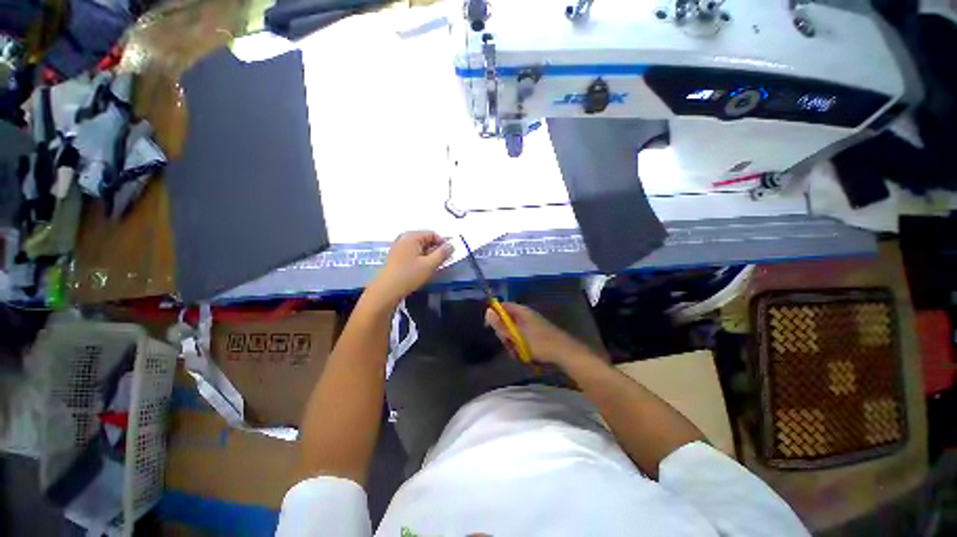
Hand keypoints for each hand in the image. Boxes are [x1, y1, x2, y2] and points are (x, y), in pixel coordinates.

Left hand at [364, 231, 452, 309]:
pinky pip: (412, 253)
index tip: (448, 256)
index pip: (433, 234)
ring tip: (431, 267)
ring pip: (419, 247)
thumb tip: (452, 245)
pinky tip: (421, 269)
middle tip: (441, 263)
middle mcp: (404, 238)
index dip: (443, 243)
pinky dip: (419, 259)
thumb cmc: (409, 275)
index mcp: (412, 236)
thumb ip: (443, 253)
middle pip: (426, 239)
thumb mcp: (430, 265)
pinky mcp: (395, 257)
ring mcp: (398, 247)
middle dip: (435, 250)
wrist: (386, 290)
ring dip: (428, 255)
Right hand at [485, 302, 595, 367]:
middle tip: (509, 343)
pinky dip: (520, 345)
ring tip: (518, 352)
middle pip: (507, 320)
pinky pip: (522, 337)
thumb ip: (501, 324)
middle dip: (505, 334)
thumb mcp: (517, 335)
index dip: (494, 314)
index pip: (502, 306)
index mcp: (521, 311)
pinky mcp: (536, 333)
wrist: (564, 352)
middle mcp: (525, 315)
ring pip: (513, 331)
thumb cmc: (539, 342)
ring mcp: (531, 324)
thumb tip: (488, 311)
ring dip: (512, 342)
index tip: (489, 327)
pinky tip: (524, 354)